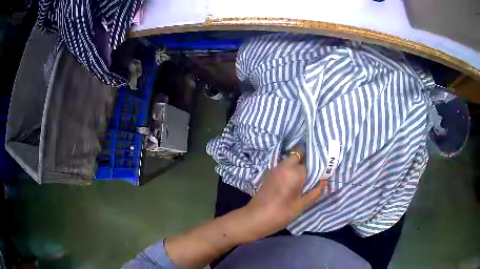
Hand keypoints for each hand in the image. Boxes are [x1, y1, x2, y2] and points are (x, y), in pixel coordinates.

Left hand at [241, 148, 327, 241]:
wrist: (255, 218)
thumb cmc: (281, 213)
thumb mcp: (301, 205)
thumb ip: (315, 192)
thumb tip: (325, 182)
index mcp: (294, 172)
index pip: (311, 162)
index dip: (318, 165)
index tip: (324, 167)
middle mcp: (284, 166)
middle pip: (298, 154)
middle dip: (307, 158)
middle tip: (315, 169)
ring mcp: (275, 169)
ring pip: (290, 159)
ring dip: (298, 162)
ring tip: (306, 174)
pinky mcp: (269, 174)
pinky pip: (283, 165)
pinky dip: (290, 167)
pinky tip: (294, 178)